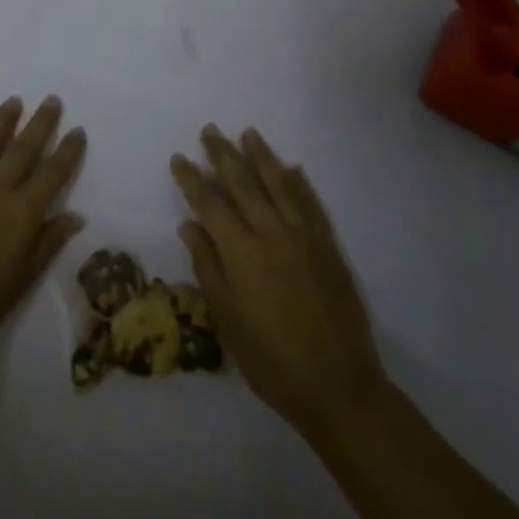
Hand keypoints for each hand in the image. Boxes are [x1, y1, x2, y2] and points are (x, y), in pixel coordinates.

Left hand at [0, 96, 85, 368]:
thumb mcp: (23, 279)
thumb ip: (48, 243)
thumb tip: (75, 216)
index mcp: (22, 213)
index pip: (52, 174)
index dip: (67, 151)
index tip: (77, 130)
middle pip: (23, 148)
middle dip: (40, 123)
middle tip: (51, 100)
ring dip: (2, 120)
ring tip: (14, 101)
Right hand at [171, 125, 386, 433]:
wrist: (340, 388)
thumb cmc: (271, 360)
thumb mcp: (227, 319)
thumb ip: (207, 266)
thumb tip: (189, 224)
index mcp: (241, 251)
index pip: (209, 203)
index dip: (192, 179)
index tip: (179, 158)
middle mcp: (271, 233)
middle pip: (243, 183)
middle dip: (223, 154)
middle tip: (210, 130)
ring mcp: (304, 236)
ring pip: (279, 184)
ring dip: (261, 156)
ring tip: (248, 133)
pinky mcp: (328, 246)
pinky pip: (311, 203)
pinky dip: (299, 182)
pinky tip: (292, 168)